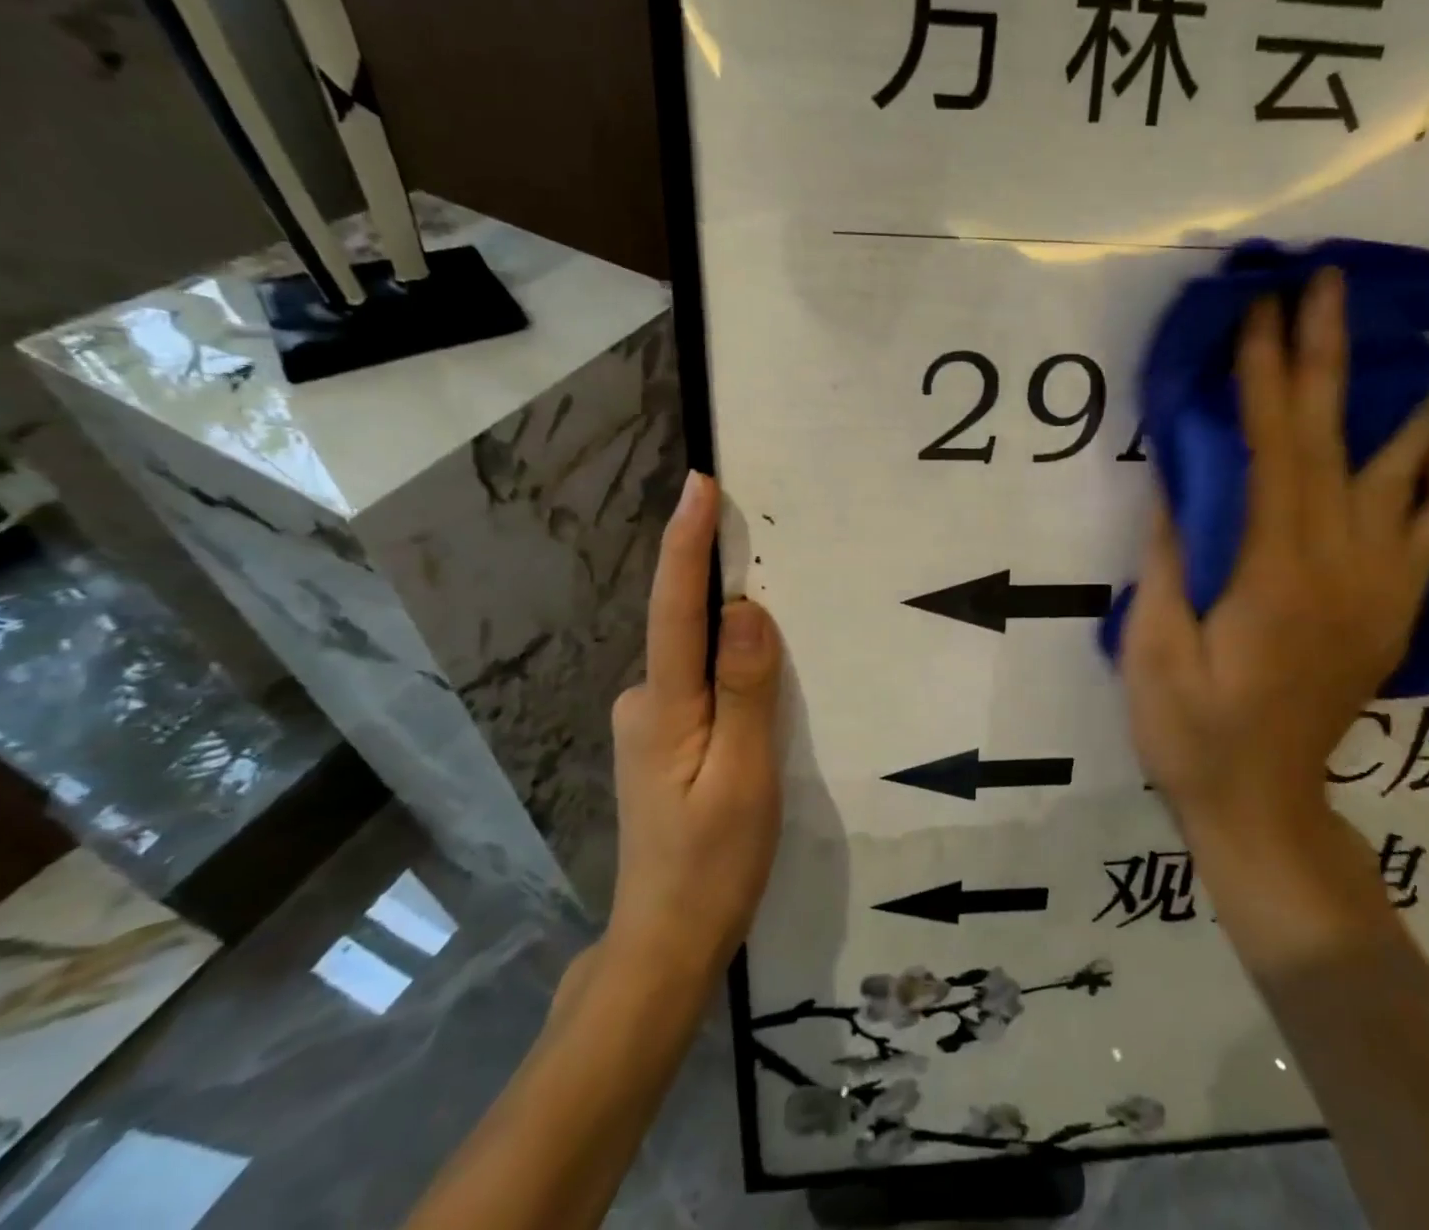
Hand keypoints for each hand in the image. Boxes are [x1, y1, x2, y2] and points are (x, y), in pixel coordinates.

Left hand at [603, 472, 782, 979]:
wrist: (666, 945)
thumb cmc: (712, 865)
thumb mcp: (745, 778)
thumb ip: (746, 691)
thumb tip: (745, 611)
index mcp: (663, 707)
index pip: (675, 608)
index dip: (687, 542)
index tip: (700, 483)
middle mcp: (645, 702)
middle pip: (688, 628)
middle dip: (724, 585)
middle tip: (773, 552)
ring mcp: (650, 724)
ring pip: (699, 661)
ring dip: (733, 637)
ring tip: (784, 631)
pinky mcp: (664, 742)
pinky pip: (702, 685)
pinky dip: (730, 672)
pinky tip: (760, 692)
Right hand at [1121, 268, 1428, 928]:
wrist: (1262, 805)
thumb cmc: (1191, 729)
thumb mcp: (1155, 647)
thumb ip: (1172, 558)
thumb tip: (1176, 480)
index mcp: (1274, 572)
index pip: (1272, 449)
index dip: (1263, 374)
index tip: (1257, 309)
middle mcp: (1339, 566)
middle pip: (1339, 443)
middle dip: (1329, 356)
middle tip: (1328, 283)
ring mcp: (1377, 588)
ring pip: (1406, 478)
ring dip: (1402, 406)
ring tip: (1411, 349)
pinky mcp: (1389, 610)